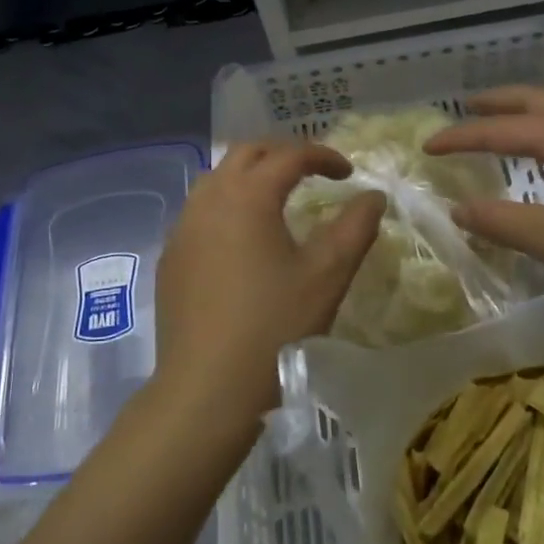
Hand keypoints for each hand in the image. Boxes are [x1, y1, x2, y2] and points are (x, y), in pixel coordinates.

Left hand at [154, 141, 384, 432]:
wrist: (207, 388)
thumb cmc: (275, 328)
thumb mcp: (328, 276)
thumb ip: (355, 227)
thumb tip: (373, 196)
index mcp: (248, 195)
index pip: (289, 155)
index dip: (322, 156)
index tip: (348, 173)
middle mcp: (209, 199)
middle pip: (245, 154)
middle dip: (282, 154)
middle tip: (311, 174)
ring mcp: (182, 228)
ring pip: (216, 179)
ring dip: (248, 177)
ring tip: (276, 199)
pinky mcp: (170, 257)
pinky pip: (199, 211)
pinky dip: (225, 206)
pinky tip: (241, 239)